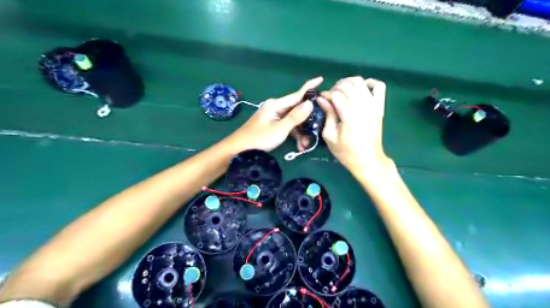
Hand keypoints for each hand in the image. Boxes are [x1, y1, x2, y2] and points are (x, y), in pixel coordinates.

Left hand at [226, 77, 323, 151]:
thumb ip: (295, 117)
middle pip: (297, 110)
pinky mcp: (271, 125)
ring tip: (304, 145)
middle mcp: (275, 108)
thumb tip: (310, 103)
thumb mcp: (280, 129)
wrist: (238, 149)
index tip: (322, 79)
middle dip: (307, 121)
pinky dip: (293, 134)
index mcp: (276, 105)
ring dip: (300, 132)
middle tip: (316, 131)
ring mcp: (273, 116)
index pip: (297, 94)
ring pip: (293, 120)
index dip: (310, 87)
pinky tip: (298, 145)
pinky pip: (286, 126)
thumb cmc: (259, 138)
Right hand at [316, 76, 387, 171]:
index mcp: (350, 116)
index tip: (321, 99)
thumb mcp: (330, 136)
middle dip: (335, 88)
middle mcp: (363, 106)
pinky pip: (379, 86)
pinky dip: (369, 83)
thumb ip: (327, 114)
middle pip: (347, 85)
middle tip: (330, 97)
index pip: (336, 94)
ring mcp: (374, 105)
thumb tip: (321, 99)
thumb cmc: (346, 152)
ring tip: (341, 91)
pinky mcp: (380, 107)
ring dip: (348, 82)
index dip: (326, 94)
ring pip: (360, 82)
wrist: (368, 160)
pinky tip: (360, 88)